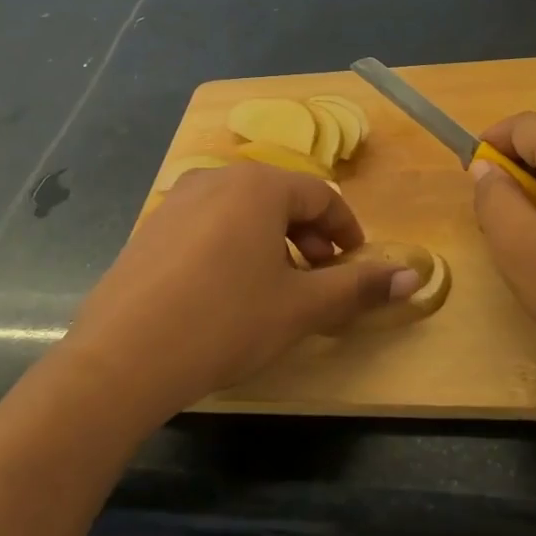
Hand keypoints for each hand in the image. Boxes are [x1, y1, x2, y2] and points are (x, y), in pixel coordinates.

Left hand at [67, 163, 419, 416]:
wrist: (122, 357)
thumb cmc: (225, 322)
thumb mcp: (301, 307)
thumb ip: (358, 287)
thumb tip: (413, 276)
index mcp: (258, 186)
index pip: (321, 195)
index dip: (347, 231)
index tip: (356, 266)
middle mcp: (216, 179)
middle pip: (280, 198)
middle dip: (310, 237)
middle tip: (322, 280)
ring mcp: (176, 201)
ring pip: (243, 212)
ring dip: (272, 243)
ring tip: (277, 288)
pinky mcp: (151, 229)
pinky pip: (208, 226)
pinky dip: (234, 248)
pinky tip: (228, 292)